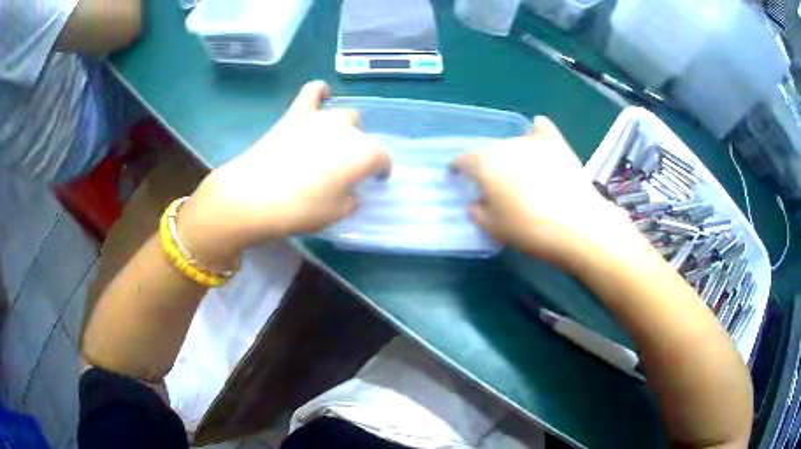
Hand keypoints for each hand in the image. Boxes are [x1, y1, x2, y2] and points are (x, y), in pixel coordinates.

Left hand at [179, 81, 390, 266]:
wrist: (255, 196)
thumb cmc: (301, 210)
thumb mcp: (336, 214)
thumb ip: (350, 199)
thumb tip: (349, 190)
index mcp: (364, 154)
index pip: (382, 159)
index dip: (381, 171)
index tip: (376, 180)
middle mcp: (348, 130)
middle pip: (362, 136)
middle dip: (359, 150)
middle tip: (344, 168)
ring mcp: (320, 118)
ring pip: (344, 115)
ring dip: (344, 128)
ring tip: (332, 142)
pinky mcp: (296, 113)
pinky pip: (313, 91)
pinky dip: (320, 92)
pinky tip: (322, 95)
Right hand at [452, 116, 646, 270]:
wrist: (576, 225)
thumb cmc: (528, 229)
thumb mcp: (493, 228)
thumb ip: (477, 212)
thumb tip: (475, 202)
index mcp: (484, 163)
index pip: (462, 161)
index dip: (458, 171)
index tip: (459, 181)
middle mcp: (505, 145)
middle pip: (488, 152)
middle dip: (486, 166)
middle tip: (494, 187)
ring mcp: (532, 141)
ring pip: (513, 143)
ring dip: (511, 156)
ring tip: (520, 174)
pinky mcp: (557, 144)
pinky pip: (542, 130)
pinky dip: (537, 133)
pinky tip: (538, 135)